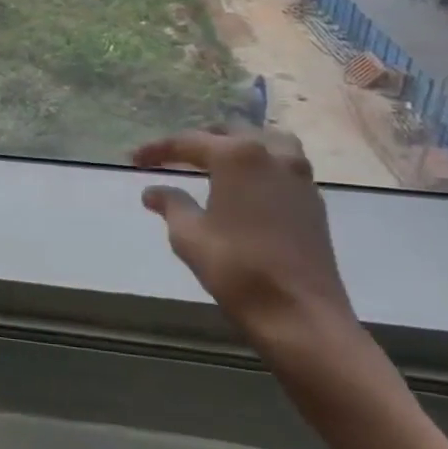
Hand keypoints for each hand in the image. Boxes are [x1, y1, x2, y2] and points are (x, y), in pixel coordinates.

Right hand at [133, 128, 362, 365]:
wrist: (301, 315)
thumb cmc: (237, 268)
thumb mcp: (189, 236)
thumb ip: (170, 204)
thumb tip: (153, 191)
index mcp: (237, 156)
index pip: (188, 142)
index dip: (158, 150)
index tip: (133, 159)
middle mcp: (272, 155)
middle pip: (230, 133)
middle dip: (198, 142)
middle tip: (172, 158)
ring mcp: (299, 177)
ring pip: (266, 143)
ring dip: (237, 147)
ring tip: (216, 162)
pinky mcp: (313, 201)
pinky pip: (283, 166)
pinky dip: (260, 166)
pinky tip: (246, 187)